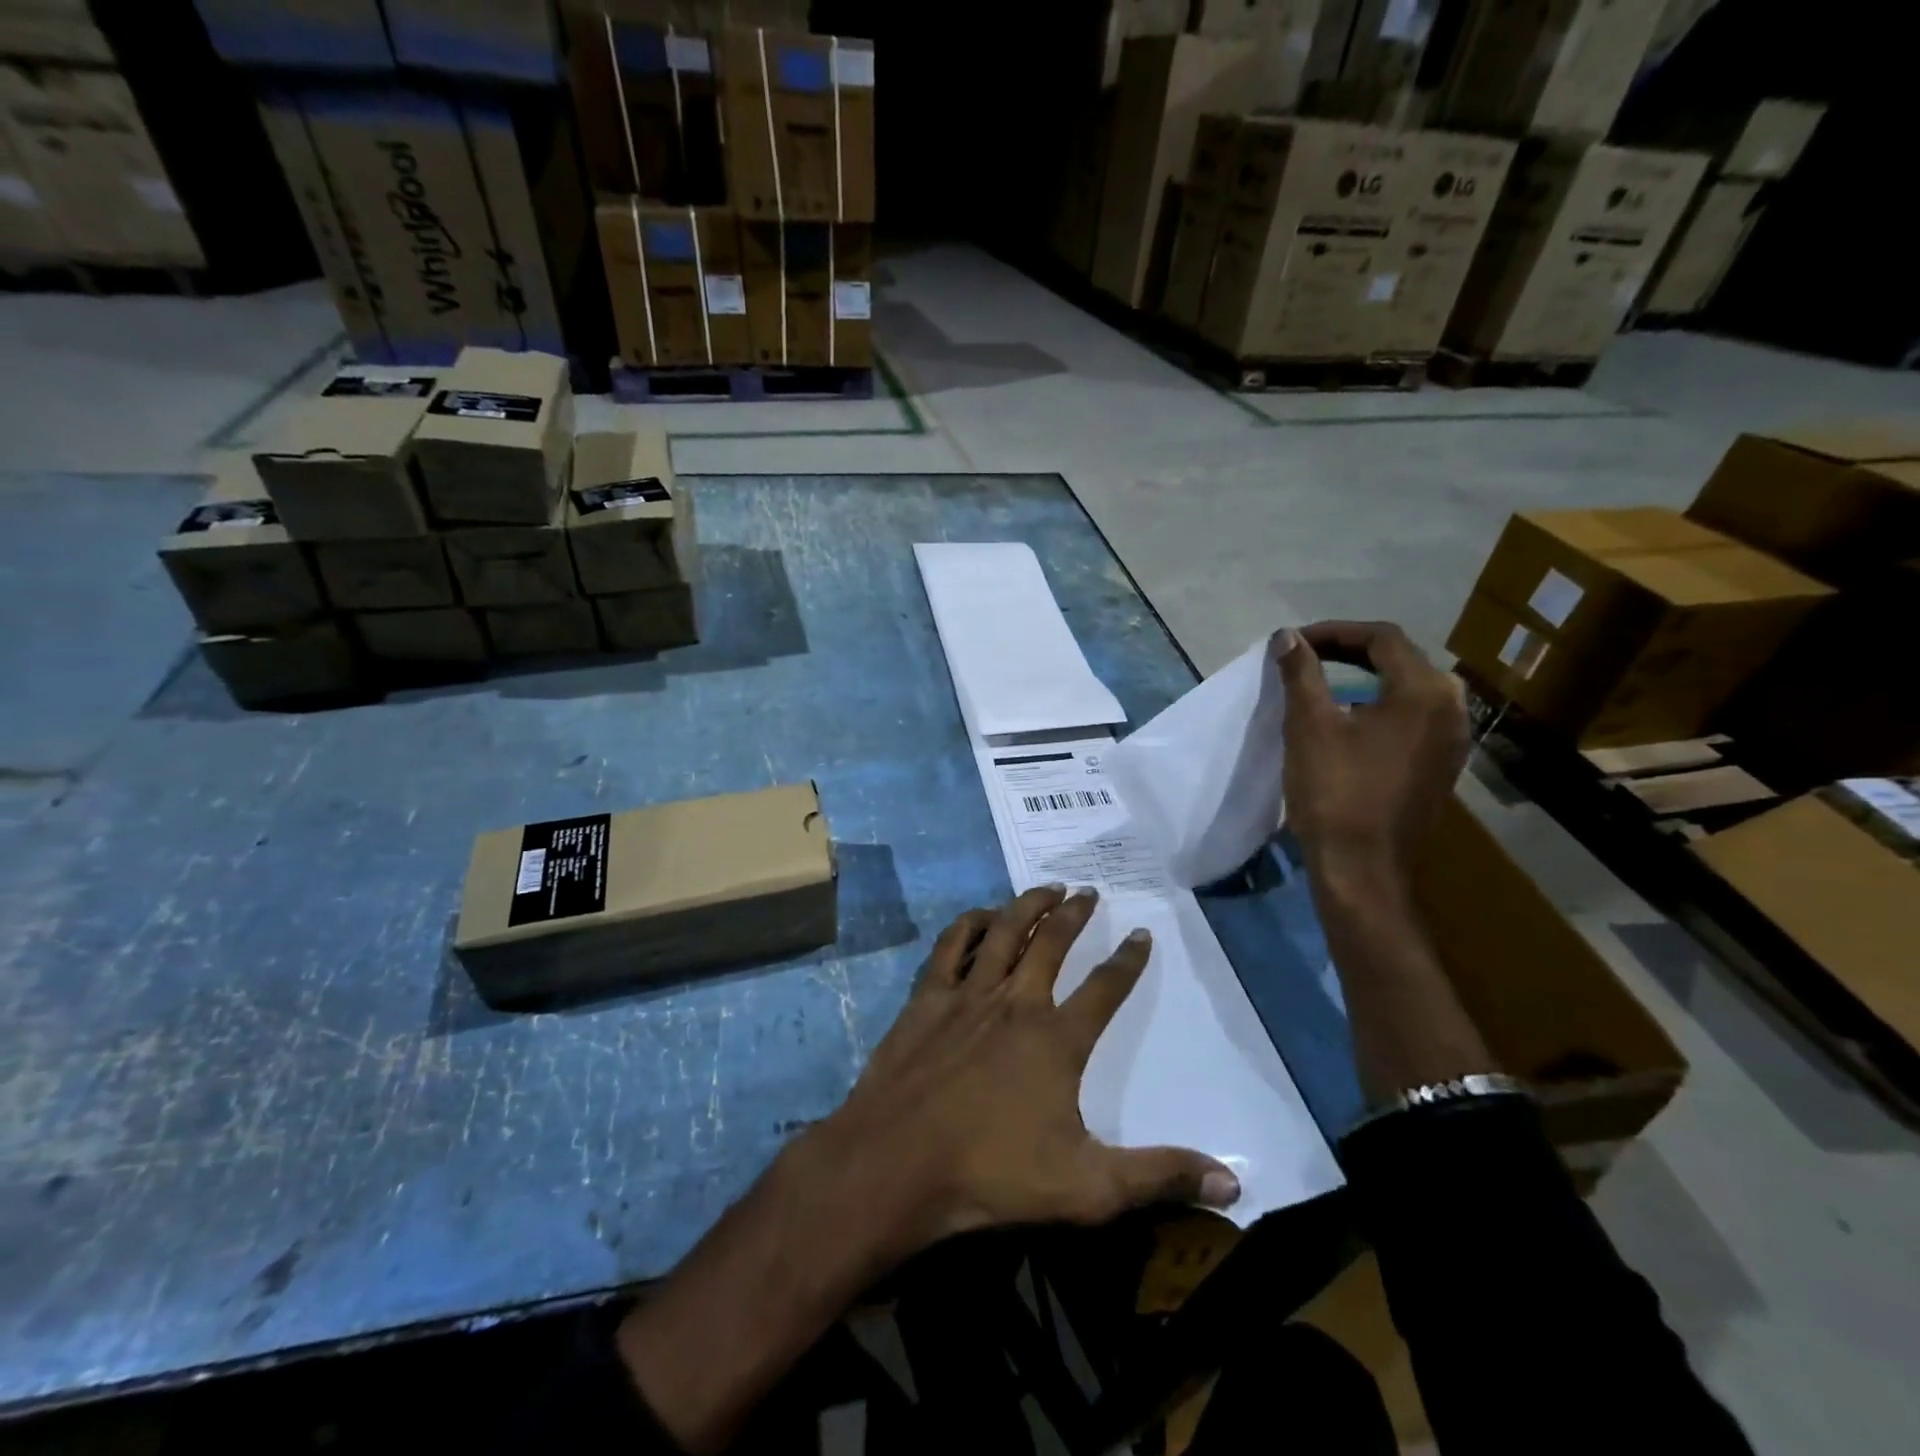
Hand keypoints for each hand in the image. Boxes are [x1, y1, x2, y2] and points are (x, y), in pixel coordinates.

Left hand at [809, 885, 1240, 1258]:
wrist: (897, 1162)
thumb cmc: (992, 1175)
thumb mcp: (1088, 1188)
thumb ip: (1158, 1177)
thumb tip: (1233, 1182)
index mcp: (1056, 1039)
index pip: (1105, 989)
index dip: (1128, 960)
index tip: (1141, 934)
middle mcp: (1016, 1002)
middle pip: (1052, 943)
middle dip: (1075, 914)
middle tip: (1089, 892)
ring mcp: (968, 995)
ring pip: (1004, 932)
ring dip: (1027, 904)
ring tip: (1046, 888)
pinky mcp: (928, 997)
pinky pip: (952, 945)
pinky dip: (969, 924)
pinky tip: (980, 915)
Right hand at [1274, 623, 1490, 1097]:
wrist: (1362, 868)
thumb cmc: (1334, 791)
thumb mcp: (1309, 725)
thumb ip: (1302, 673)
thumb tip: (1287, 637)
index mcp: (1425, 692)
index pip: (1382, 638)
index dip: (1334, 632)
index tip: (1294, 643)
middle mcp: (1451, 708)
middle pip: (1400, 660)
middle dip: (1349, 652)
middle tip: (1305, 659)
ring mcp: (1452, 741)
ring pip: (1407, 689)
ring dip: (1364, 678)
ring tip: (1320, 684)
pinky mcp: (1441, 766)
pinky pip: (1411, 718)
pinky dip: (1378, 706)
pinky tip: (1348, 720)